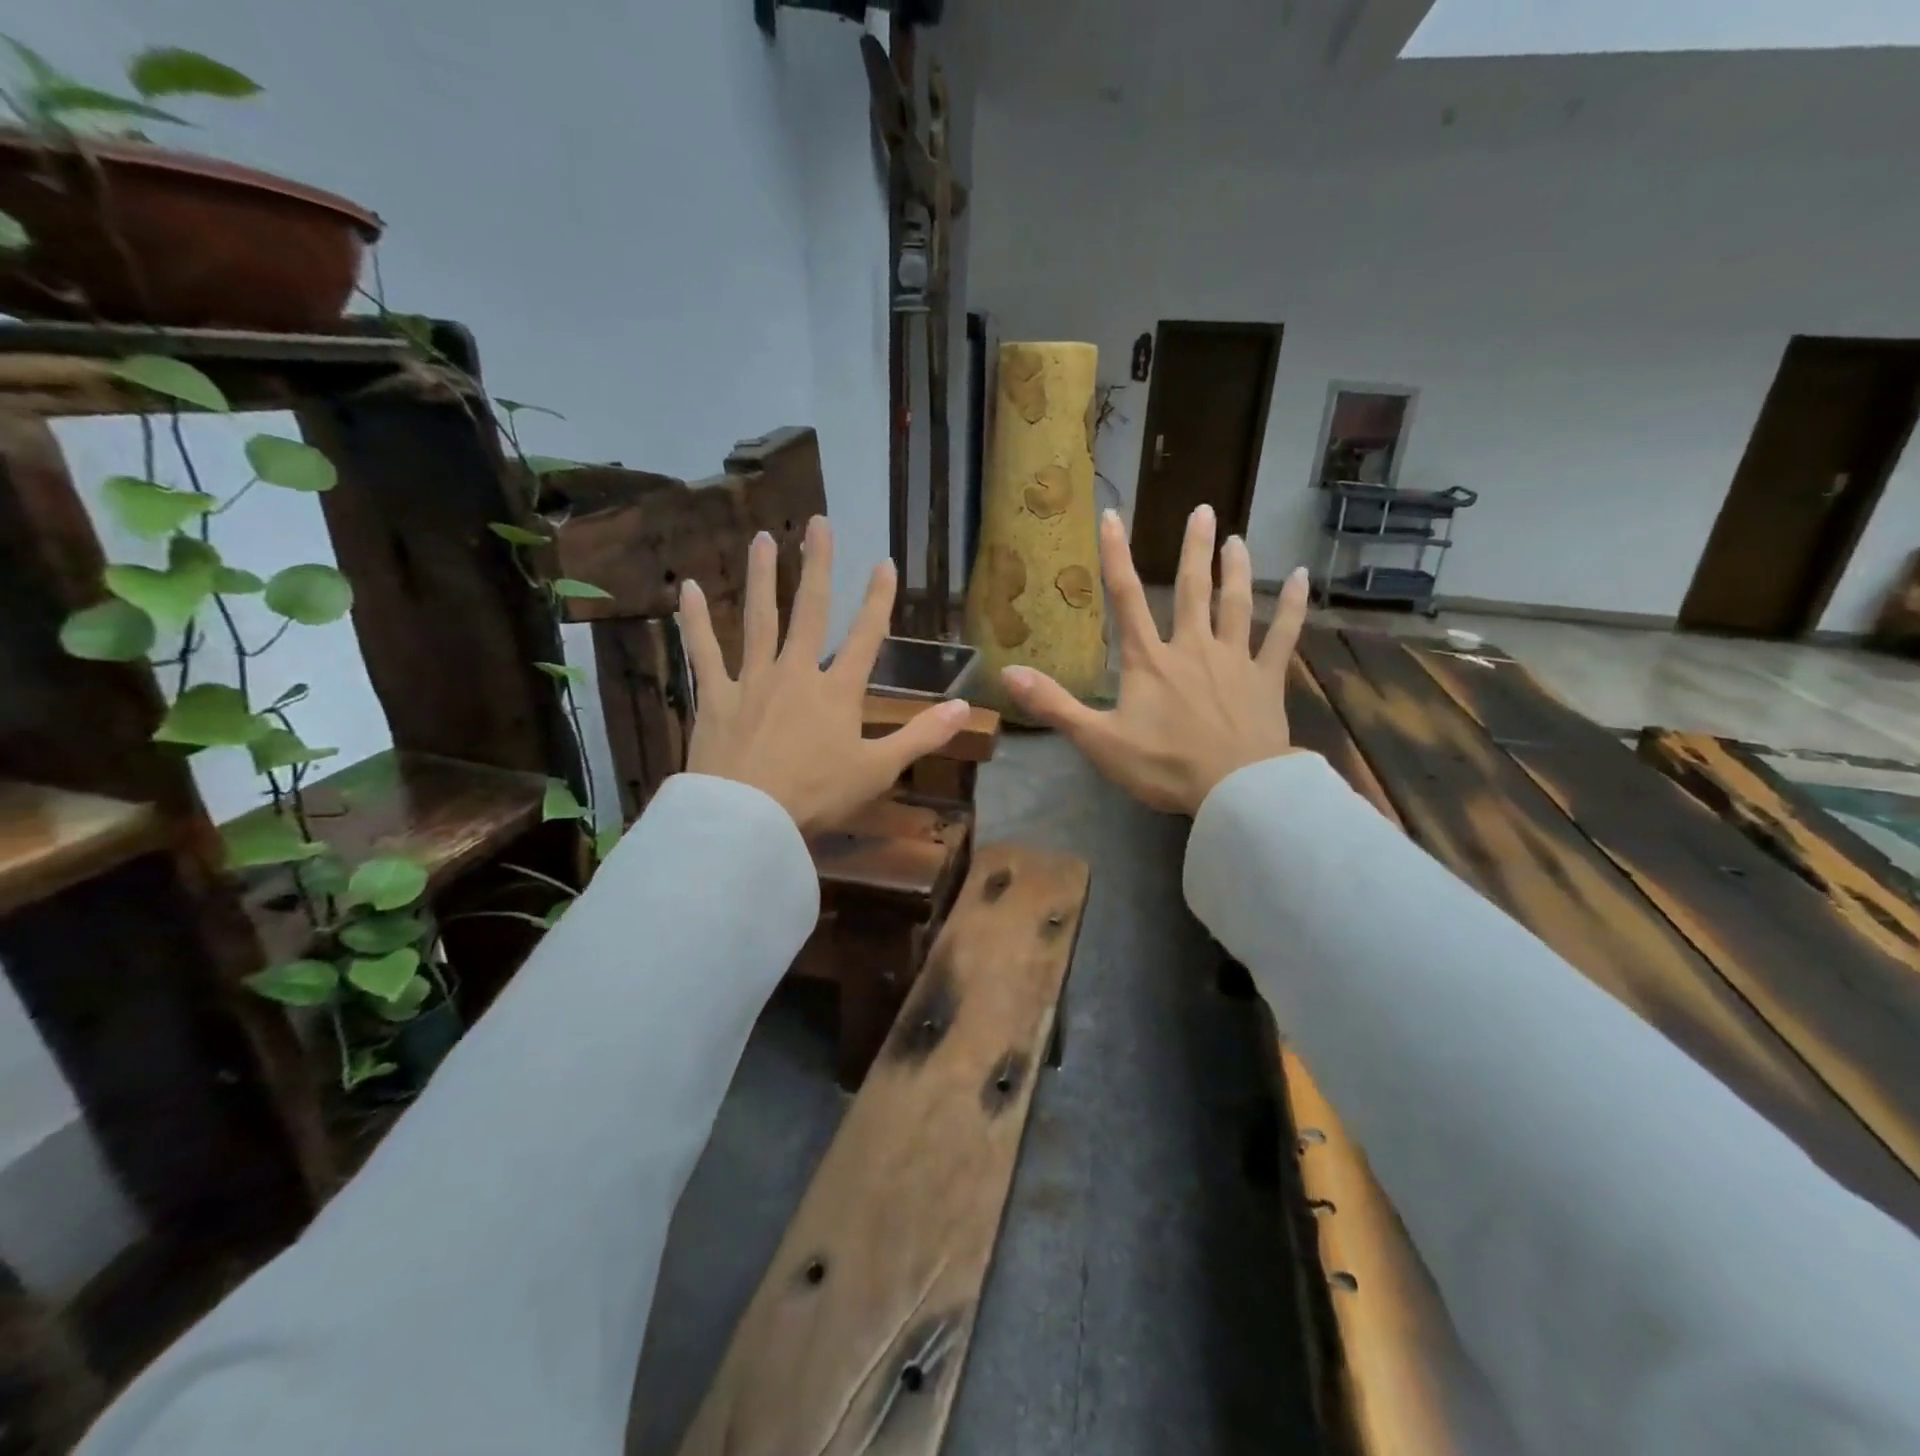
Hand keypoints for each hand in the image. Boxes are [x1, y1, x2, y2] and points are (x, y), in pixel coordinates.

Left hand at [678, 516, 970, 833]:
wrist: (748, 818)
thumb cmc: (817, 796)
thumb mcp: (878, 770)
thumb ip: (921, 736)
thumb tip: (963, 707)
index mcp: (838, 691)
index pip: (866, 636)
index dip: (878, 599)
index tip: (884, 562)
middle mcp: (796, 673)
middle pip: (809, 611)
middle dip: (816, 566)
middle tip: (817, 523)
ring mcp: (752, 680)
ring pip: (758, 619)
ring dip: (762, 577)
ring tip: (763, 538)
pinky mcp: (716, 696)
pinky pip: (704, 651)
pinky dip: (694, 620)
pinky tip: (687, 587)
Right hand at [1002, 504, 1309, 815]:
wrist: (1232, 789)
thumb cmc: (1162, 765)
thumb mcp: (1098, 739)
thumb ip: (1054, 704)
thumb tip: (1008, 673)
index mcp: (1149, 660)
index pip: (1126, 598)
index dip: (1116, 556)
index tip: (1112, 516)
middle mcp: (1192, 647)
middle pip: (1192, 589)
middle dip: (1194, 549)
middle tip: (1203, 510)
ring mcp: (1234, 659)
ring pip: (1236, 604)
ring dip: (1236, 569)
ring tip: (1238, 539)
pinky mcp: (1266, 678)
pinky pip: (1282, 635)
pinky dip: (1292, 607)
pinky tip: (1301, 579)